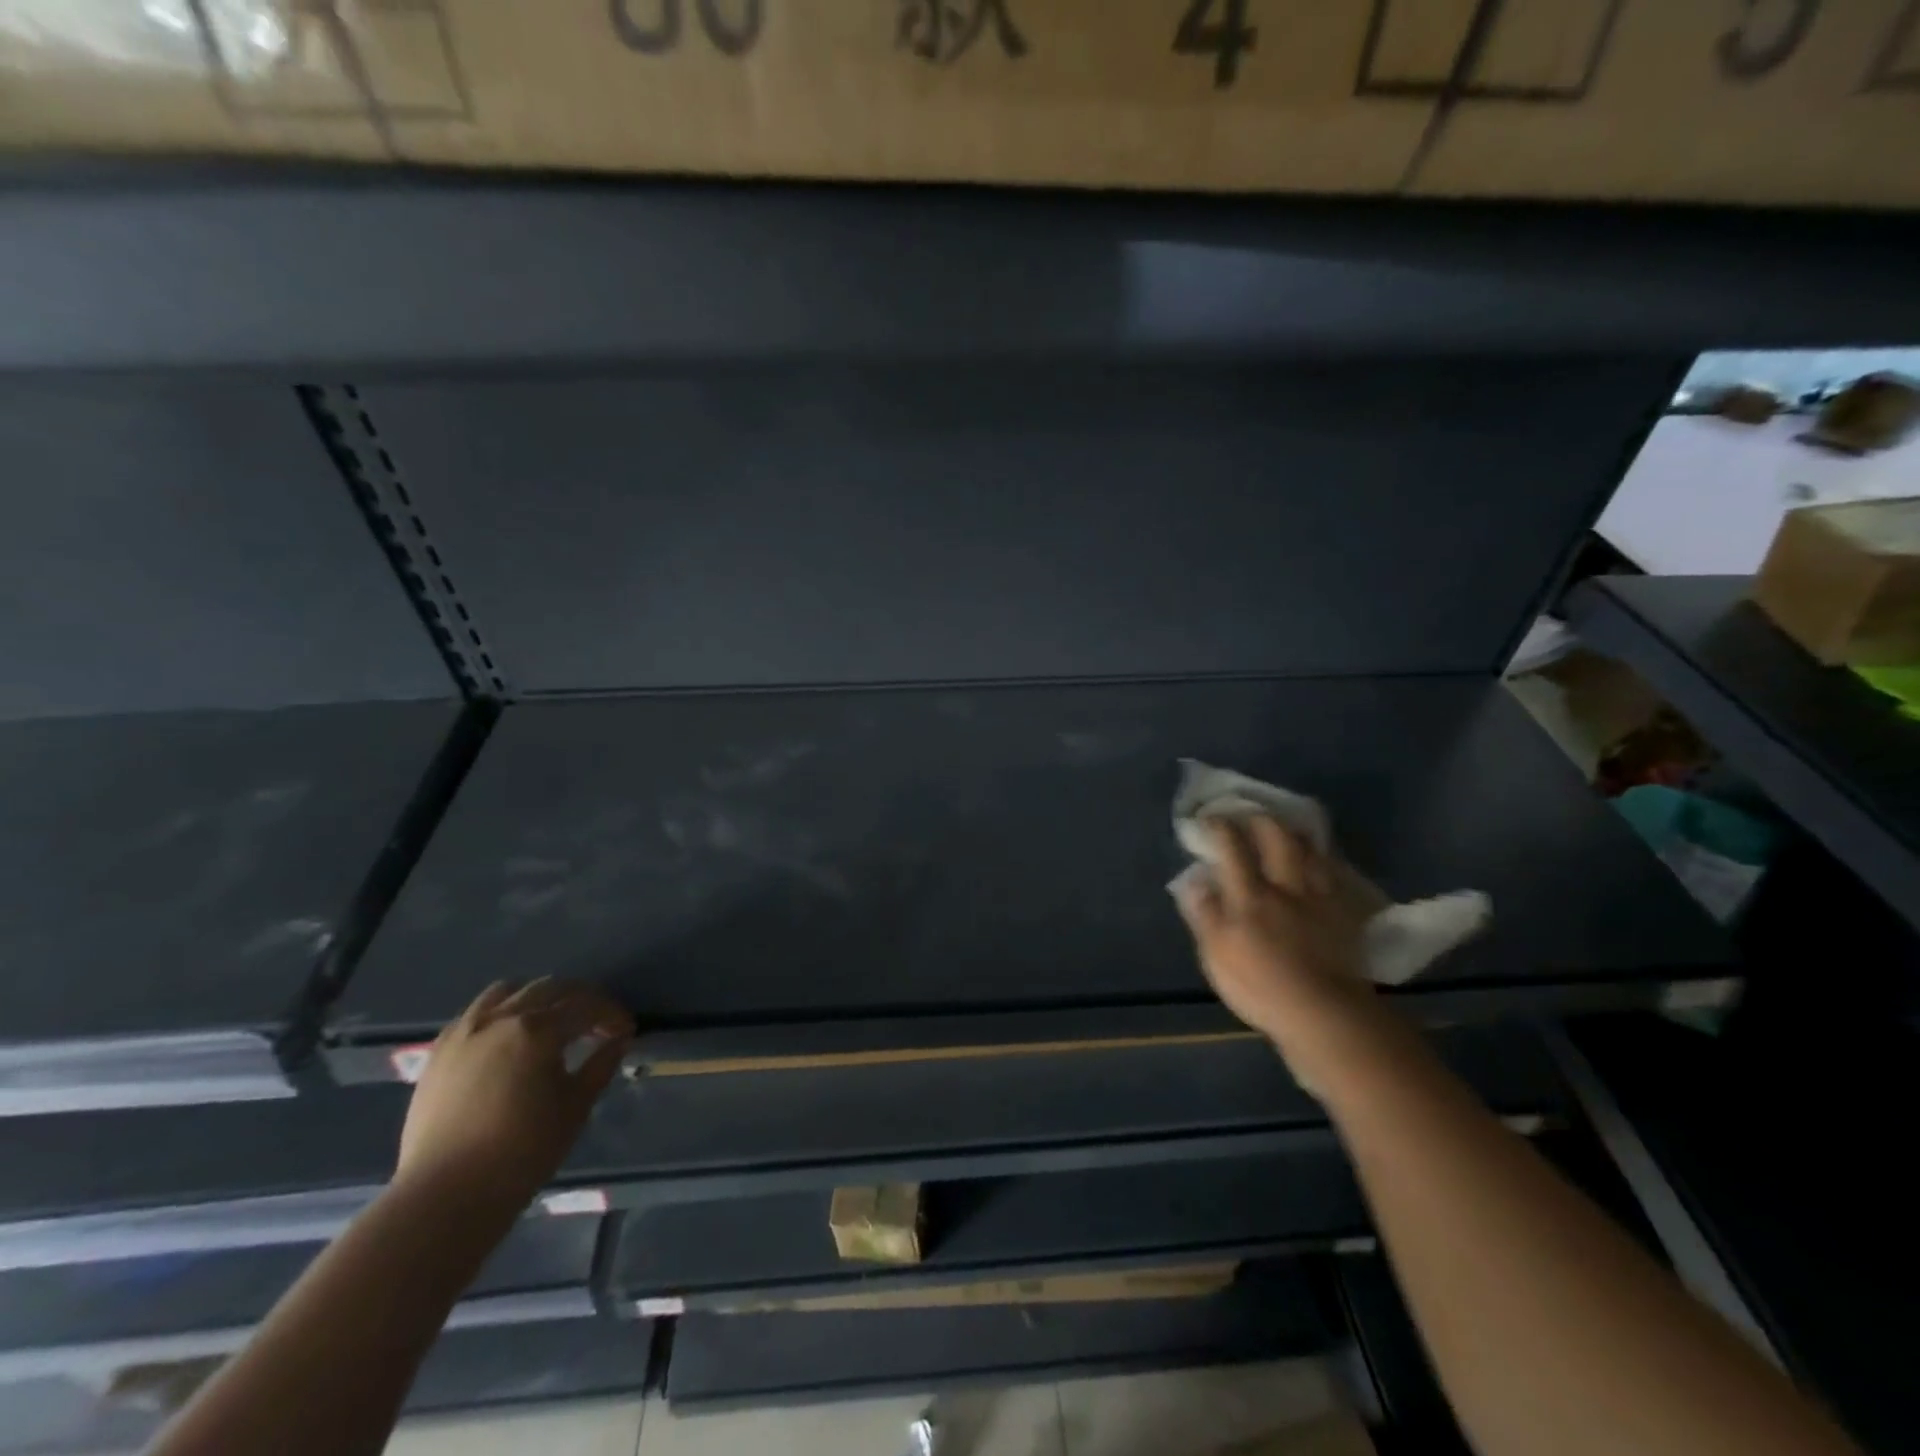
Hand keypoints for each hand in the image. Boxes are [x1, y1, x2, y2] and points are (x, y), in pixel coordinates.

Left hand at [395, 979, 633, 1212]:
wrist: (444, 1196)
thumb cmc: (521, 1152)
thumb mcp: (575, 1107)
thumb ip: (600, 1065)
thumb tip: (619, 1039)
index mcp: (537, 1030)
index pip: (586, 1006)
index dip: (612, 1014)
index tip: (626, 1030)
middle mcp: (500, 1018)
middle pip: (551, 988)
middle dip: (581, 999)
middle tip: (598, 1022)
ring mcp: (464, 1031)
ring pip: (509, 991)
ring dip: (538, 997)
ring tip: (551, 1020)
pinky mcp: (438, 1051)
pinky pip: (475, 1012)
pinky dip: (501, 1012)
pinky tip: (508, 1036)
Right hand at [1173, 816, 1383, 1077]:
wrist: (1323, 1014)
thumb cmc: (1260, 987)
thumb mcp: (1216, 954)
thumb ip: (1205, 914)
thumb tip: (1194, 881)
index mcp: (1249, 896)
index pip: (1232, 848)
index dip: (1220, 827)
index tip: (1211, 818)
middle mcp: (1286, 886)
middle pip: (1278, 838)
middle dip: (1262, 820)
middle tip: (1252, 815)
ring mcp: (1320, 898)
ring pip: (1311, 852)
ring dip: (1296, 836)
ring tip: (1287, 831)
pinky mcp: (1345, 914)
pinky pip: (1336, 877)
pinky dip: (1326, 863)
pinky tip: (1322, 863)